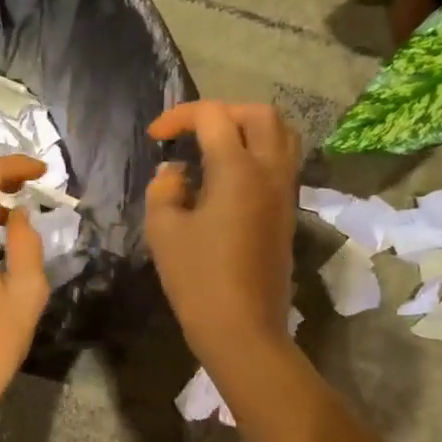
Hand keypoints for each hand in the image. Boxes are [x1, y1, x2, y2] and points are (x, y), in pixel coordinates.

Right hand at [145, 102, 299, 373]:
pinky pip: (281, 162)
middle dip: (222, 112)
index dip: (180, 116)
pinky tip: (227, 176)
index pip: (214, 117)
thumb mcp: (164, 230)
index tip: (155, 136)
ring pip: (281, 135)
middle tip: (191, 131)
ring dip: (247, 128)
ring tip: (214, 145)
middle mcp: (270, 172)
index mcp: (238, 170)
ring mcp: (284, 193)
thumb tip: (176, 172)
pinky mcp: (287, 213)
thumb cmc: (198, 279)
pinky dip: (257, 152)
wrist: (242, 328)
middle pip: (260, 114)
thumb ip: (165, 188)